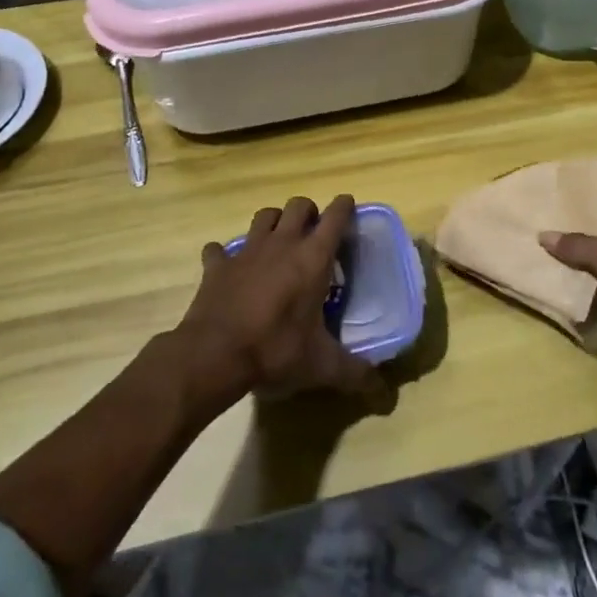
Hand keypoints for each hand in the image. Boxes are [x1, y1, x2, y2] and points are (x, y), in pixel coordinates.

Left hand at [177, 196, 382, 402]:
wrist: (214, 355)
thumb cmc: (275, 351)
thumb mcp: (321, 366)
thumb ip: (354, 373)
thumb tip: (383, 391)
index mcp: (313, 258)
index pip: (335, 217)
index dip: (344, 207)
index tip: (349, 206)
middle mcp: (282, 244)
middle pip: (298, 205)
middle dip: (309, 212)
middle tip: (313, 232)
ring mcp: (246, 251)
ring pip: (263, 216)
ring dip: (273, 222)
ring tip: (277, 241)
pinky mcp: (217, 265)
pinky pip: (219, 249)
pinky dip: (224, 254)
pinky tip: (228, 267)